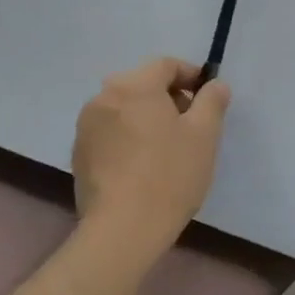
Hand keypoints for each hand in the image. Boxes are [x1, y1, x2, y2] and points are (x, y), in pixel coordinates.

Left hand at [72, 59, 229, 244]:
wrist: (123, 230)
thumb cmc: (170, 173)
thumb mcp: (205, 133)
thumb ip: (212, 100)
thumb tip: (214, 85)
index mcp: (133, 86)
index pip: (166, 65)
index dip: (192, 75)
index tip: (208, 97)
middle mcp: (103, 98)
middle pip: (143, 84)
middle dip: (170, 97)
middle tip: (193, 124)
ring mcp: (86, 127)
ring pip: (126, 108)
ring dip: (149, 117)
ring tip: (170, 146)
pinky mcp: (79, 154)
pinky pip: (112, 131)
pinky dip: (131, 136)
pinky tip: (146, 164)